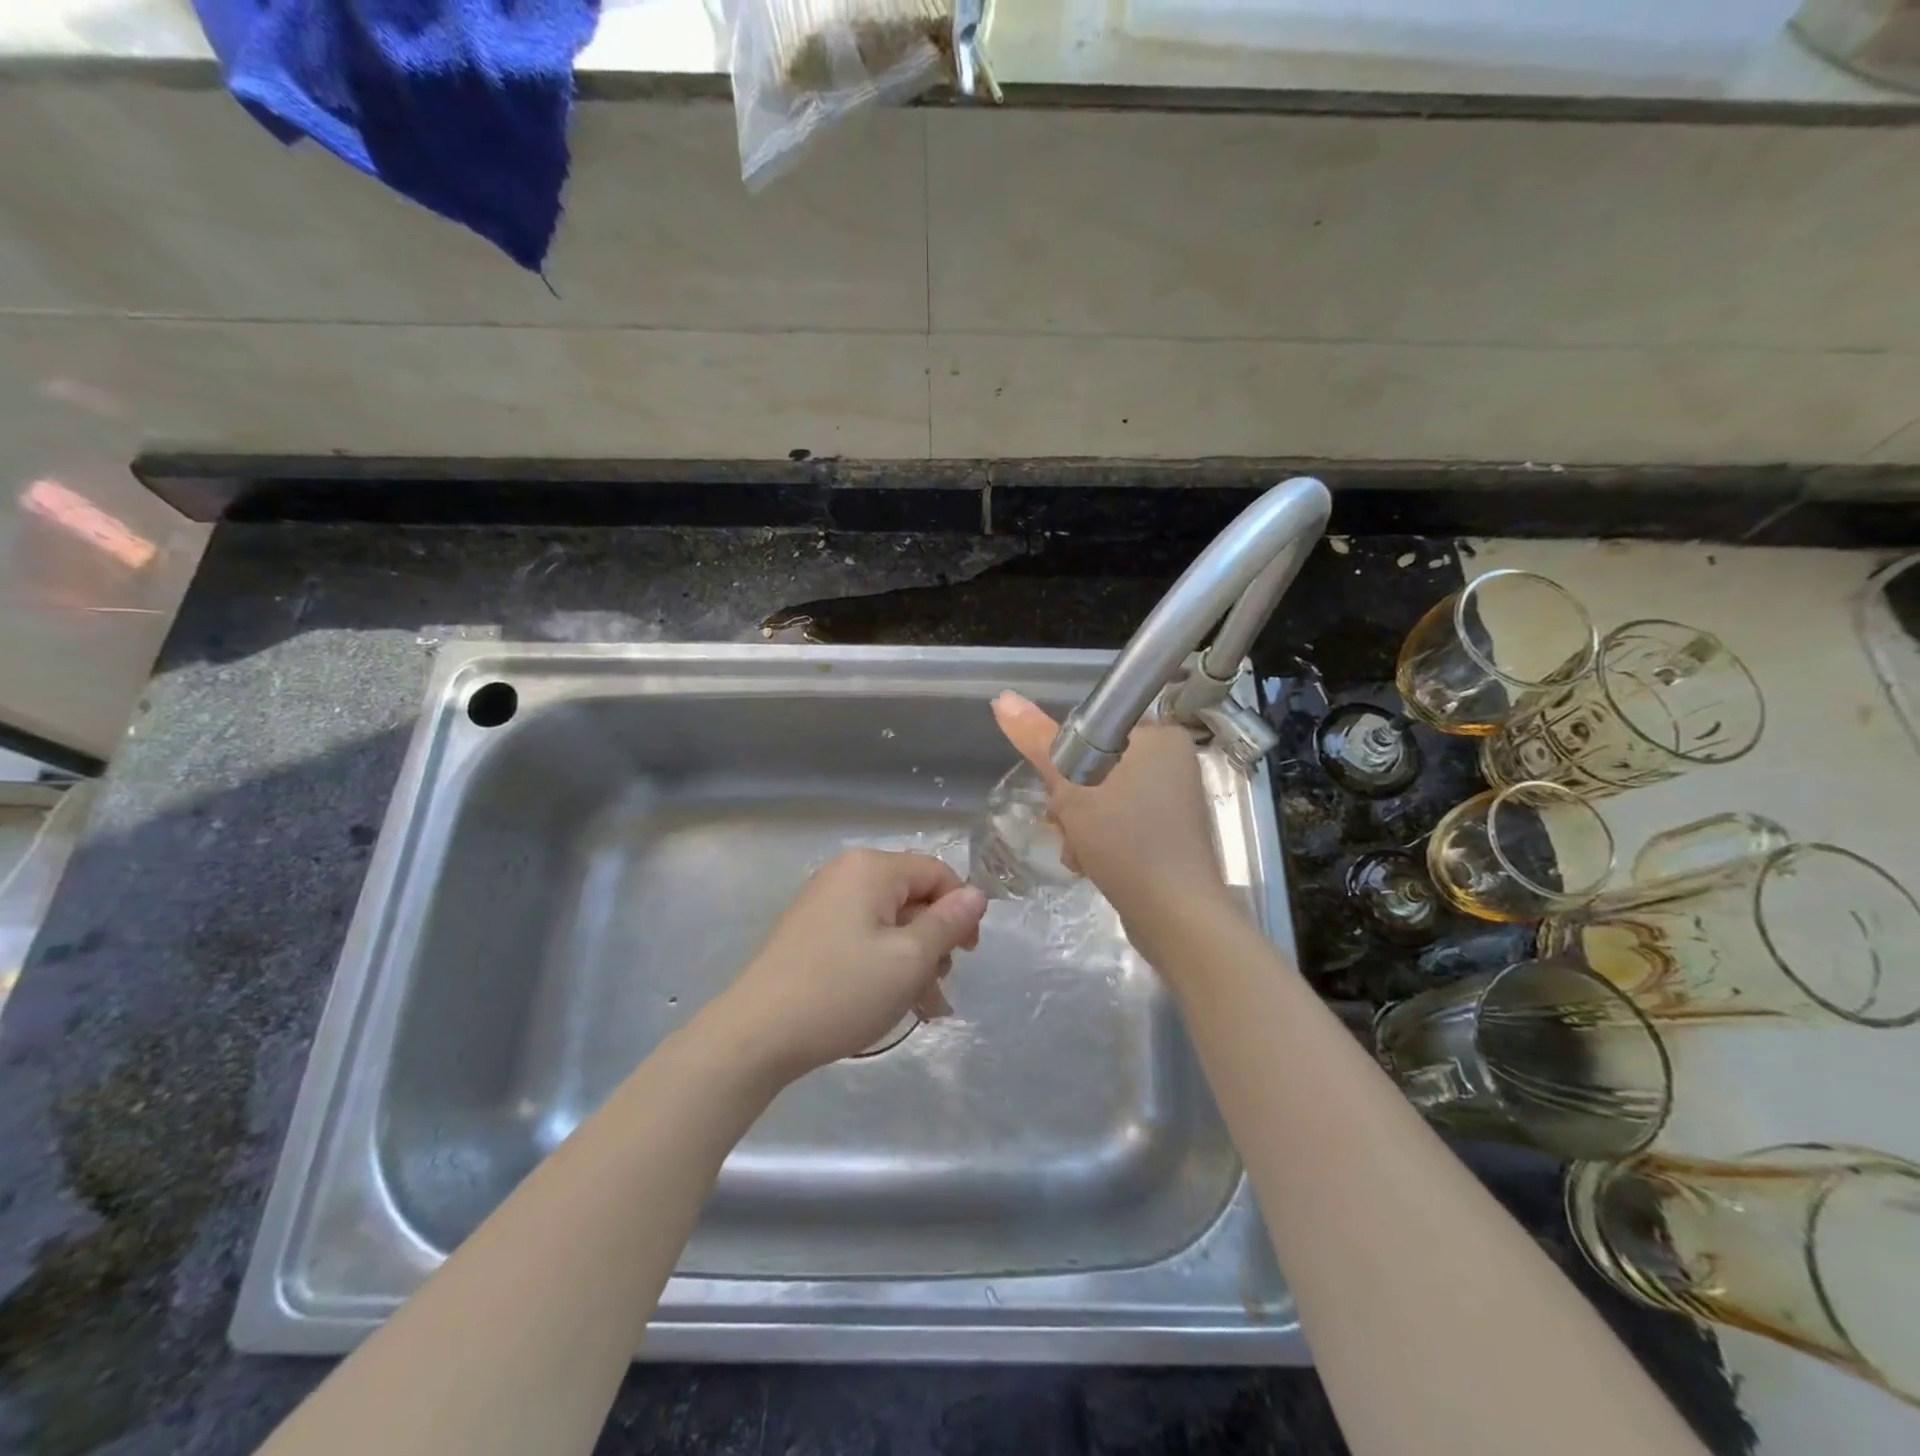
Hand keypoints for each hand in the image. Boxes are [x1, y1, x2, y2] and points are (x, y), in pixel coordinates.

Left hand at [710, 849, 987, 1081]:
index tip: (968, 953)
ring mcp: (824, 904)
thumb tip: (977, 894)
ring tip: (922, 1009)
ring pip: (890, 924)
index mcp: (871, 868)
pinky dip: (884, 965)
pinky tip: (894, 1004)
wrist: (756, 1035)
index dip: (960, 908)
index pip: (936, 872)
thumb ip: (948, 924)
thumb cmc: (842, 991)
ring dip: (913, 962)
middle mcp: (846, 875)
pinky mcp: (811, 933)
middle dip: (934, 942)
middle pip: (912, 897)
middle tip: (938, 987)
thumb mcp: (909, 960)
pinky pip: (863, 938)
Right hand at [991, 692, 1232, 956]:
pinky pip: (1121, 822)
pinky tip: (1089, 863)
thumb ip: (1038, 741)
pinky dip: (1100, 839)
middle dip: (1069, 800)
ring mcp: (1175, 801)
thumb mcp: (1073, 787)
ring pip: (1103, 798)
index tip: (1054, 788)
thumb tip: (1002, 697)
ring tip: (1076, 850)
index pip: (1094, 730)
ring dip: (1079, 824)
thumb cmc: (1126, 839)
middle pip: (1095, 766)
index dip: (1064, 758)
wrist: (1176, 916)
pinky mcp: (1171, 834)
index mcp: (1160, 737)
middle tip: (1065, 824)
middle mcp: (1173, 763)